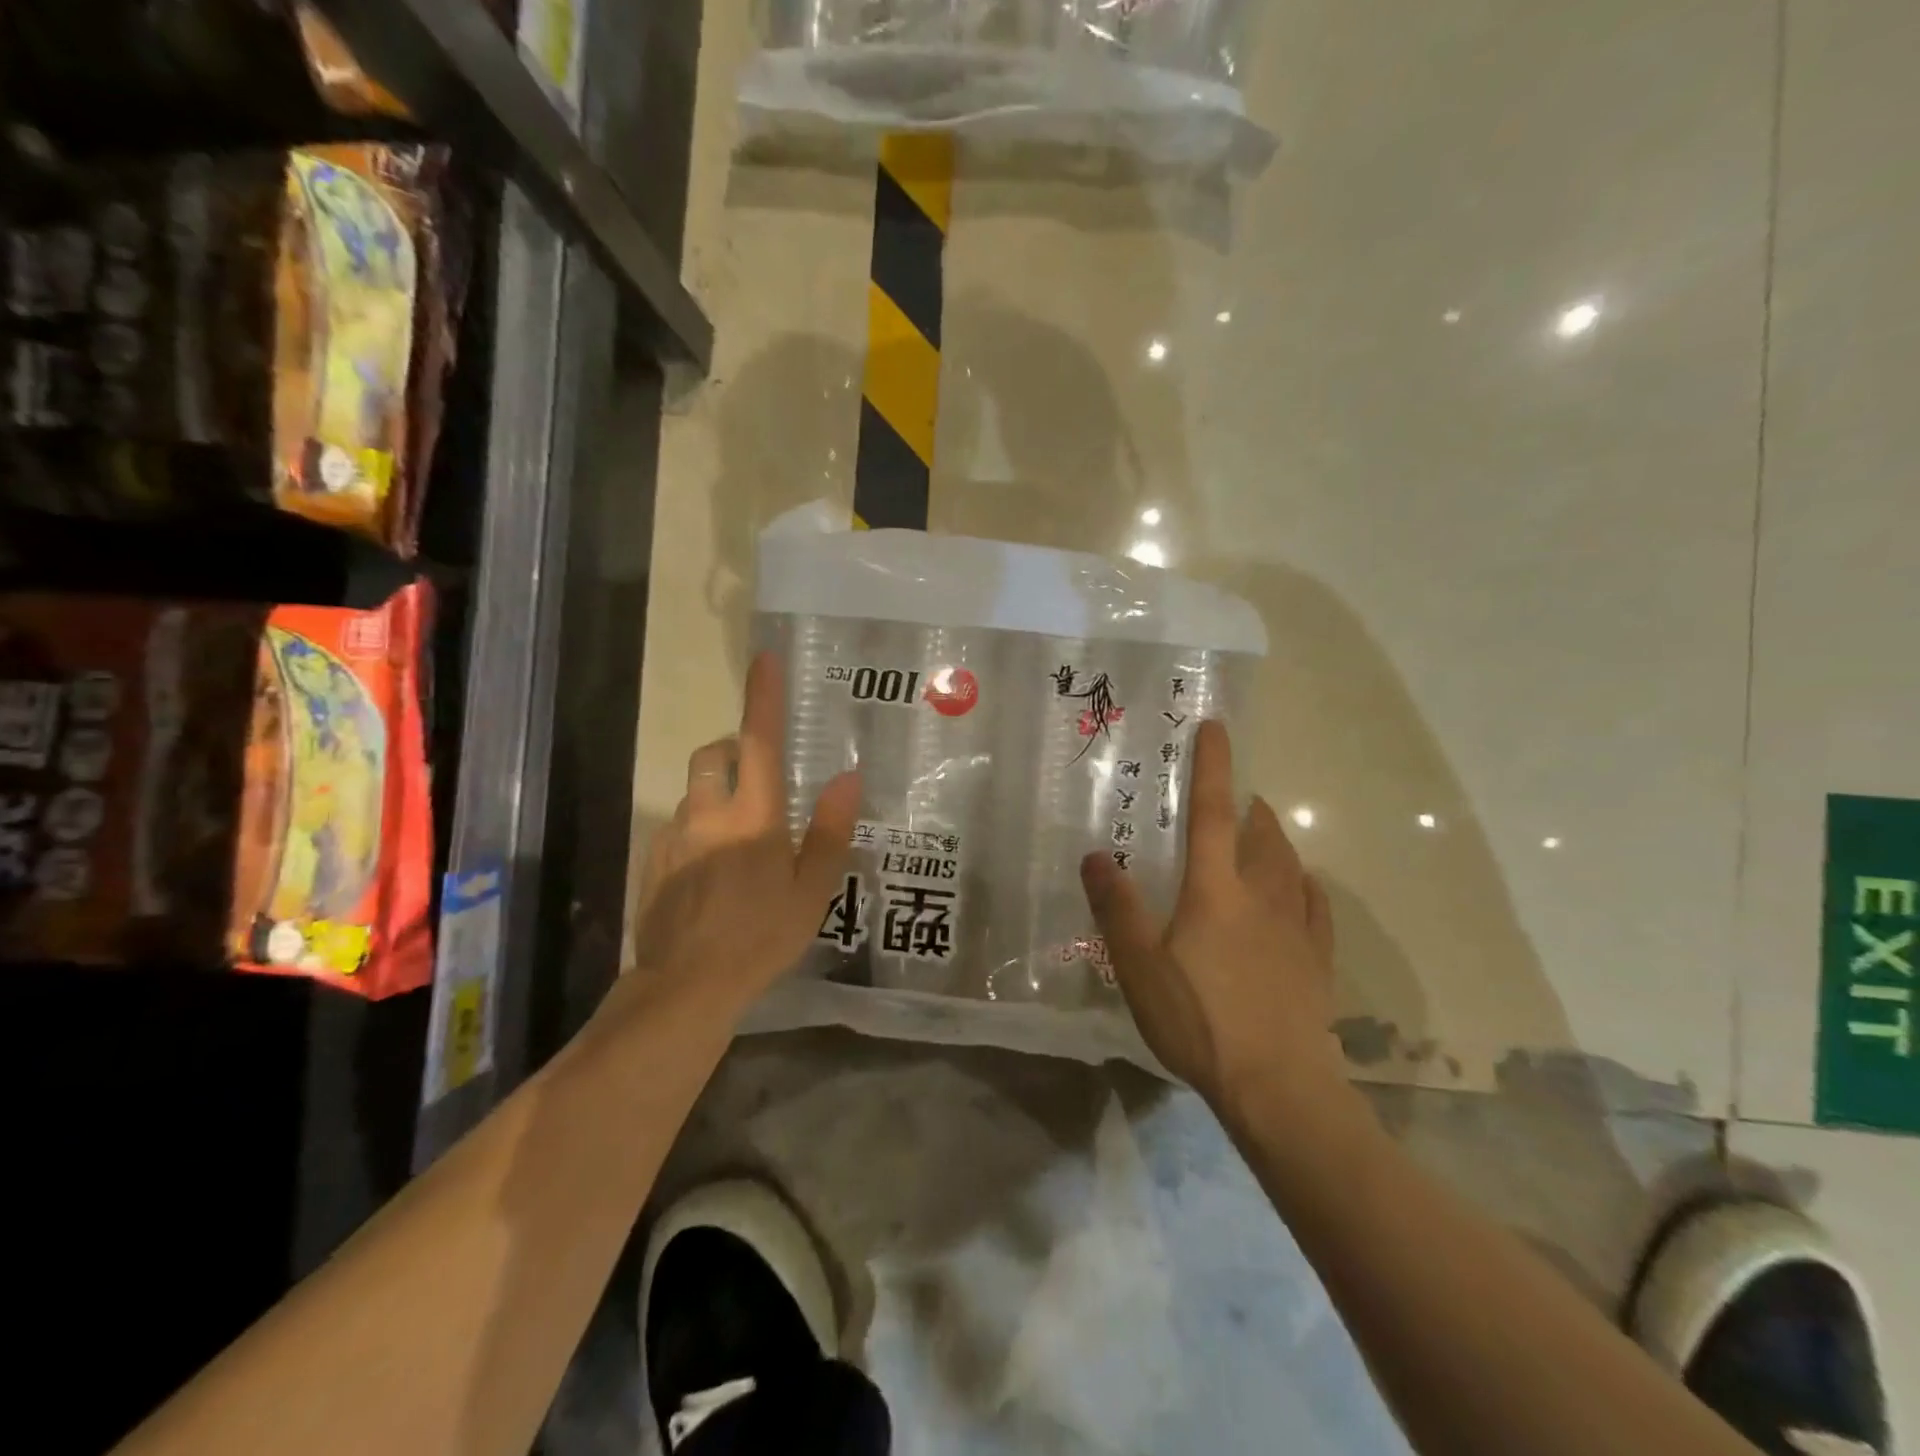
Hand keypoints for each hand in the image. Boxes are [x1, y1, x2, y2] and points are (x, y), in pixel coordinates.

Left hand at [623, 651, 859, 1018]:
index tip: (764, 659)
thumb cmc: (760, 937)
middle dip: (732, 747)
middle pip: (713, 755)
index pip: (760, 742)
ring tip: (739, 837)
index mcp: (754, 816)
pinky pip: (677, 827)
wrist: (685, 987)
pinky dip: (698, 829)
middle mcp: (708, 814)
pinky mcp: (653, 862)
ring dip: (716, 794)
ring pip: (694, 793)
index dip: (763, 699)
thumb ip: (830, 831)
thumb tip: (846, 778)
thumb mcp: (811, 890)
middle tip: (757, 771)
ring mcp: (674, 837)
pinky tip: (712, 872)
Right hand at [1080, 719, 1342, 1114]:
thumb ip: (1117, 907)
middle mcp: (1261, 895)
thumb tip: (1096, 855)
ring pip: (1291, 865)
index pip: (1214, 812)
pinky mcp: (1316, 960)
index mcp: (1216, 888)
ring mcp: (1296, 927)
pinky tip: (1304, 889)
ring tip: (1263, 833)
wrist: (1278, 1087)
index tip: (1216, 728)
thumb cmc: (1200, 1020)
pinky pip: (1316, 907)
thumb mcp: (1139, 966)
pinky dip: (1307, 886)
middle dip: (1250, 807)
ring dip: (1276, 840)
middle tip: (1236, 799)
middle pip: (1261, 834)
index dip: (1213, 767)